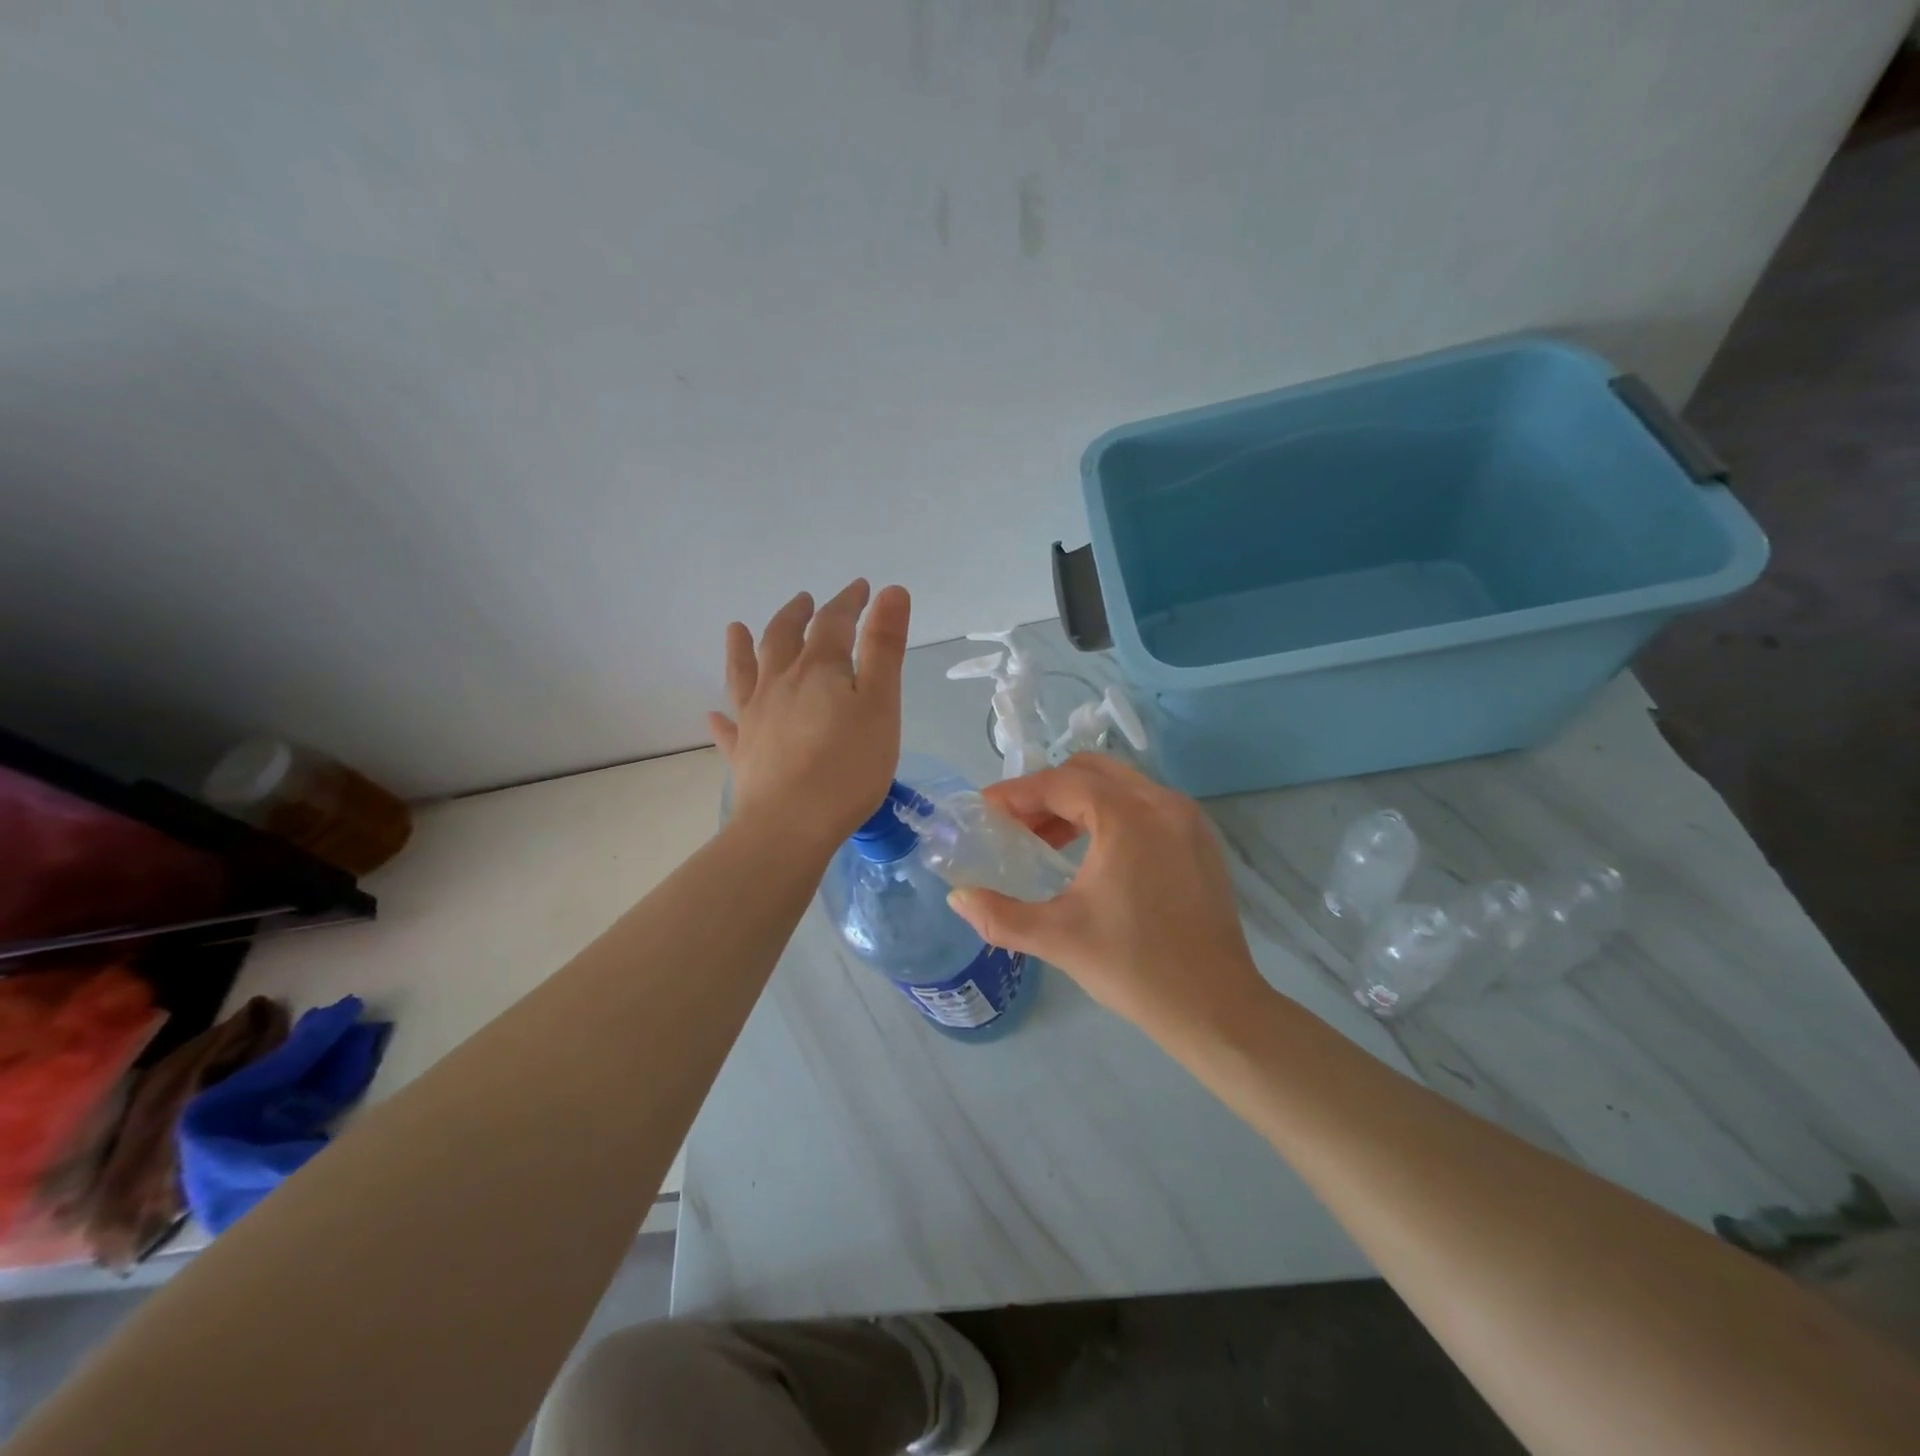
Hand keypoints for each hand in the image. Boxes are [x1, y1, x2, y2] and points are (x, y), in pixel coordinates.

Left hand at [709, 580, 910, 854]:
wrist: (790, 826)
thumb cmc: (848, 766)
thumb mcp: (881, 704)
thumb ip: (884, 648)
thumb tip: (890, 591)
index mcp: (817, 669)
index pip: (832, 622)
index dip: (848, 601)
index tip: (861, 588)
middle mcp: (779, 683)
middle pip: (782, 637)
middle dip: (796, 615)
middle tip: (803, 601)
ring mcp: (754, 718)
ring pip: (745, 672)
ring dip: (742, 647)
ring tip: (737, 629)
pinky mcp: (743, 753)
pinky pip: (729, 728)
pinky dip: (722, 717)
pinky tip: (714, 715)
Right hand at [945, 755, 1267, 1038]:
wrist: (1215, 1007)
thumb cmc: (1133, 967)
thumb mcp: (1057, 938)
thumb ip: (999, 915)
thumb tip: (958, 898)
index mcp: (1128, 817)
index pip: (1060, 783)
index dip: (1017, 793)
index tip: (985, 809)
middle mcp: (1162, 803)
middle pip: (1091, 771)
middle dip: (1046, 791)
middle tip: (1014, 823)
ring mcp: (1187, 819)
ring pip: (1121, 786)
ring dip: (1078, 802)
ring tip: (1046, 841)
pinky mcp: (1200, 841)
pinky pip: (1145, 806)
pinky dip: (1110, 815)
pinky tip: (1091, 854)